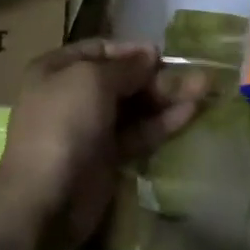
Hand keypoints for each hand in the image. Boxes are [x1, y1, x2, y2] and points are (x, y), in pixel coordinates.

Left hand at [0, 40, 209, 249]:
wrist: (44, 200)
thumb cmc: (63, 125)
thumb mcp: (92, 80)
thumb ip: (126, 67)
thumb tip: (149, 55)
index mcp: (57, 69)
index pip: (100, 50)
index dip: (132, 50)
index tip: (162, 54)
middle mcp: (72, 94)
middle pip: (122, 79)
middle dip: (157, 76)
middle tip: (195, 75)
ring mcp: (90, 128)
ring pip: (134, 106)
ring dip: (167, 97)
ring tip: (204, 89)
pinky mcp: (107, 157)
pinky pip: (138, 133)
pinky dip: (162, 122)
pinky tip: (191, 112)